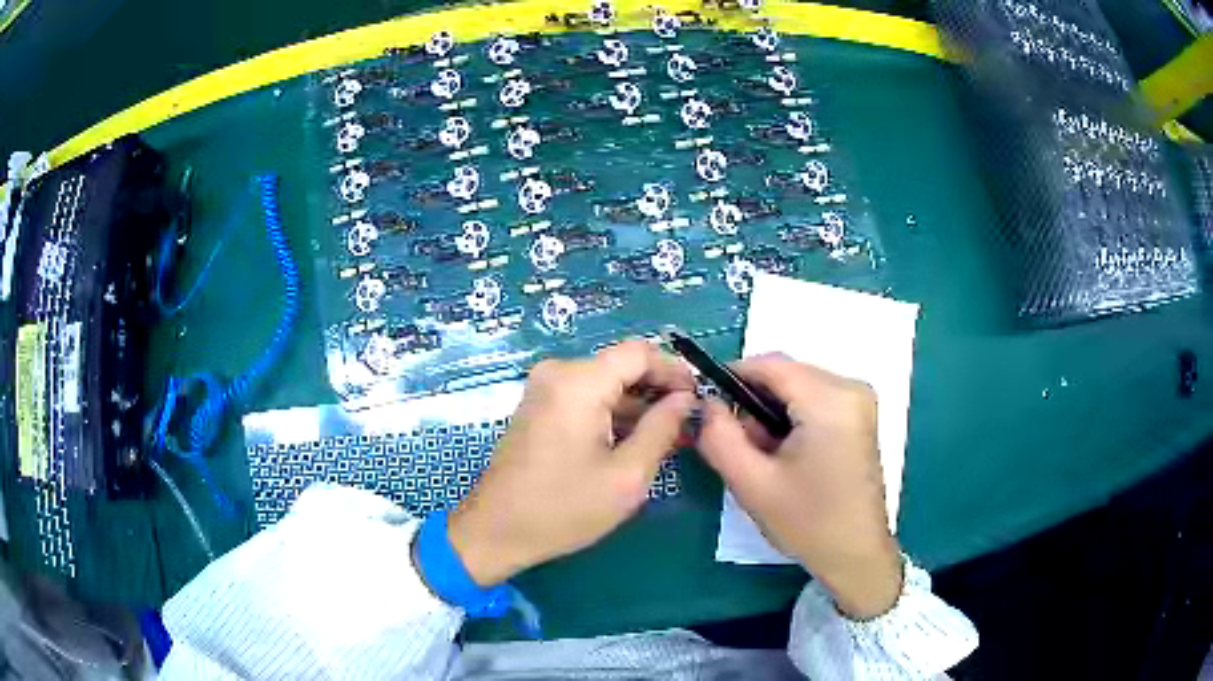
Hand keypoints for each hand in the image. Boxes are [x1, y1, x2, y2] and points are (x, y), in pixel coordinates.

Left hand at [448, 341, 696, 585]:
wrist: (496, 530)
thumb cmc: (564, 508)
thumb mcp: (627, 475)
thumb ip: (662, 429)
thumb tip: (685, 400)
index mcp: (578, 382)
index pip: (640, 353)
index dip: (674, 370)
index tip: (698, 398)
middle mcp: (558, 373)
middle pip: (621, 366)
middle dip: (657, 391)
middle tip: (688, 423)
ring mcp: (544, 389)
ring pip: (605, 383)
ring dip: (637, 405)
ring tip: (668, 437)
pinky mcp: (539, 407)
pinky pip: (585, 397)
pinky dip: (612, 414)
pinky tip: (634, 441)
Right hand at [697, 356, 902, 619]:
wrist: (855, 553)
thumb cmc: (806, 522)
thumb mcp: (752, 483)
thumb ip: (719, 436)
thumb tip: (706, 403)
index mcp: (829, 400)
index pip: (770, 365)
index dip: (732, 376)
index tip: (707, 404)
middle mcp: (851, 387)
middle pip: (785, 374)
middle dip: (755, 402)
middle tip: (743, 446)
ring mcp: (860, 400)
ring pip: (798, 386)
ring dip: (773, 412)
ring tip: (768, 458)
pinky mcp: (861, 414)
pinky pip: (815, 398)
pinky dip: (793, 417)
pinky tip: (789, 455)